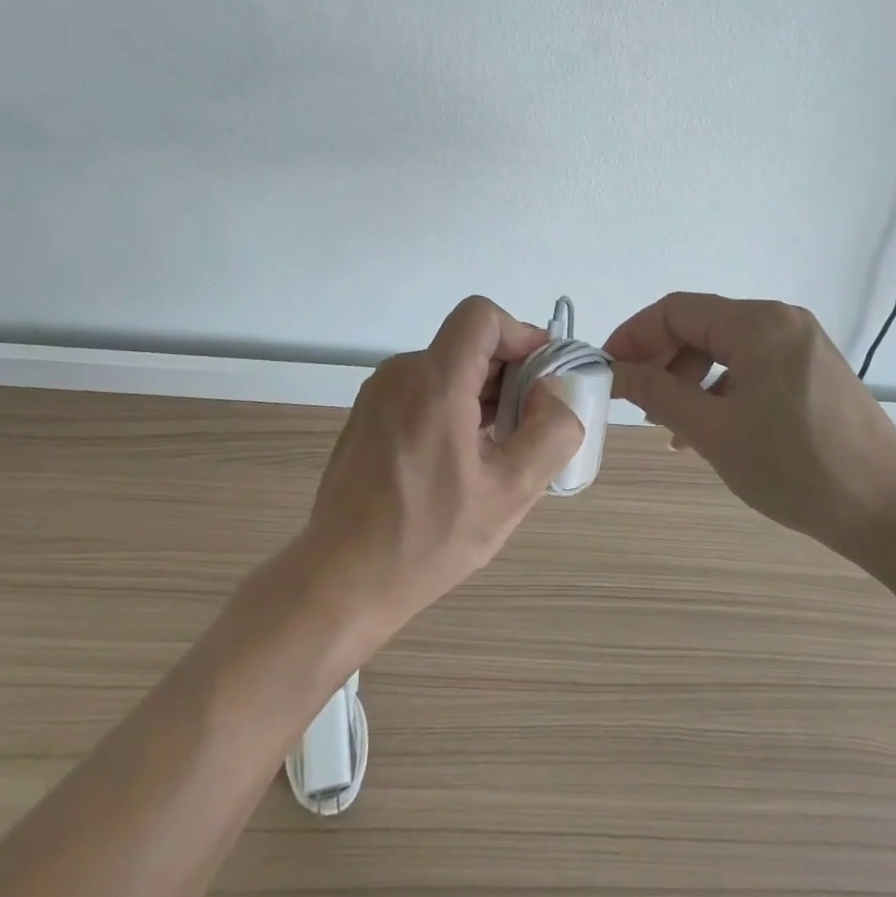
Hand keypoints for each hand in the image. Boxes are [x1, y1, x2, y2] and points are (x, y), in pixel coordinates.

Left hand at [297, 296, 584, 642]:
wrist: (341, 580)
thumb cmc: (428, 539)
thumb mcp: (510, 493)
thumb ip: (549, 433)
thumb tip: (554, 395)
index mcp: (434, 383)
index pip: (481, 316)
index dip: (520, 334)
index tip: (542, 375)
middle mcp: (401, 374)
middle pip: (467, 343)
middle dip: (508, 372)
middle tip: (529, 424)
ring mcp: (378, 394)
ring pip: (446, 367)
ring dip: (481, 393)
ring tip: (497, 449)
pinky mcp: (367, 415)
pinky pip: (421, 389)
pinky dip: (452, 405)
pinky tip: (460, 459)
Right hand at [605, 293, 895, 552]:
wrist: (889, 511)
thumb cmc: (795, 468)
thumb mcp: (713, 431)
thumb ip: (657, 393)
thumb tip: (614, 371)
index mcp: (758, 323)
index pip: (676, 311)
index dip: (634, 335)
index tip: (608, 370)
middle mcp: (781, 321)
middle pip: (701, 326)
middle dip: (662, 361)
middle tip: (636, 402)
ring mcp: (802, 345)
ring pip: (725, 349)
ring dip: (689, 380)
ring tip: (670, 425)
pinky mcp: (813, 371)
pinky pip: (752, 367)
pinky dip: (721, 390)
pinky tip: (709, 429)